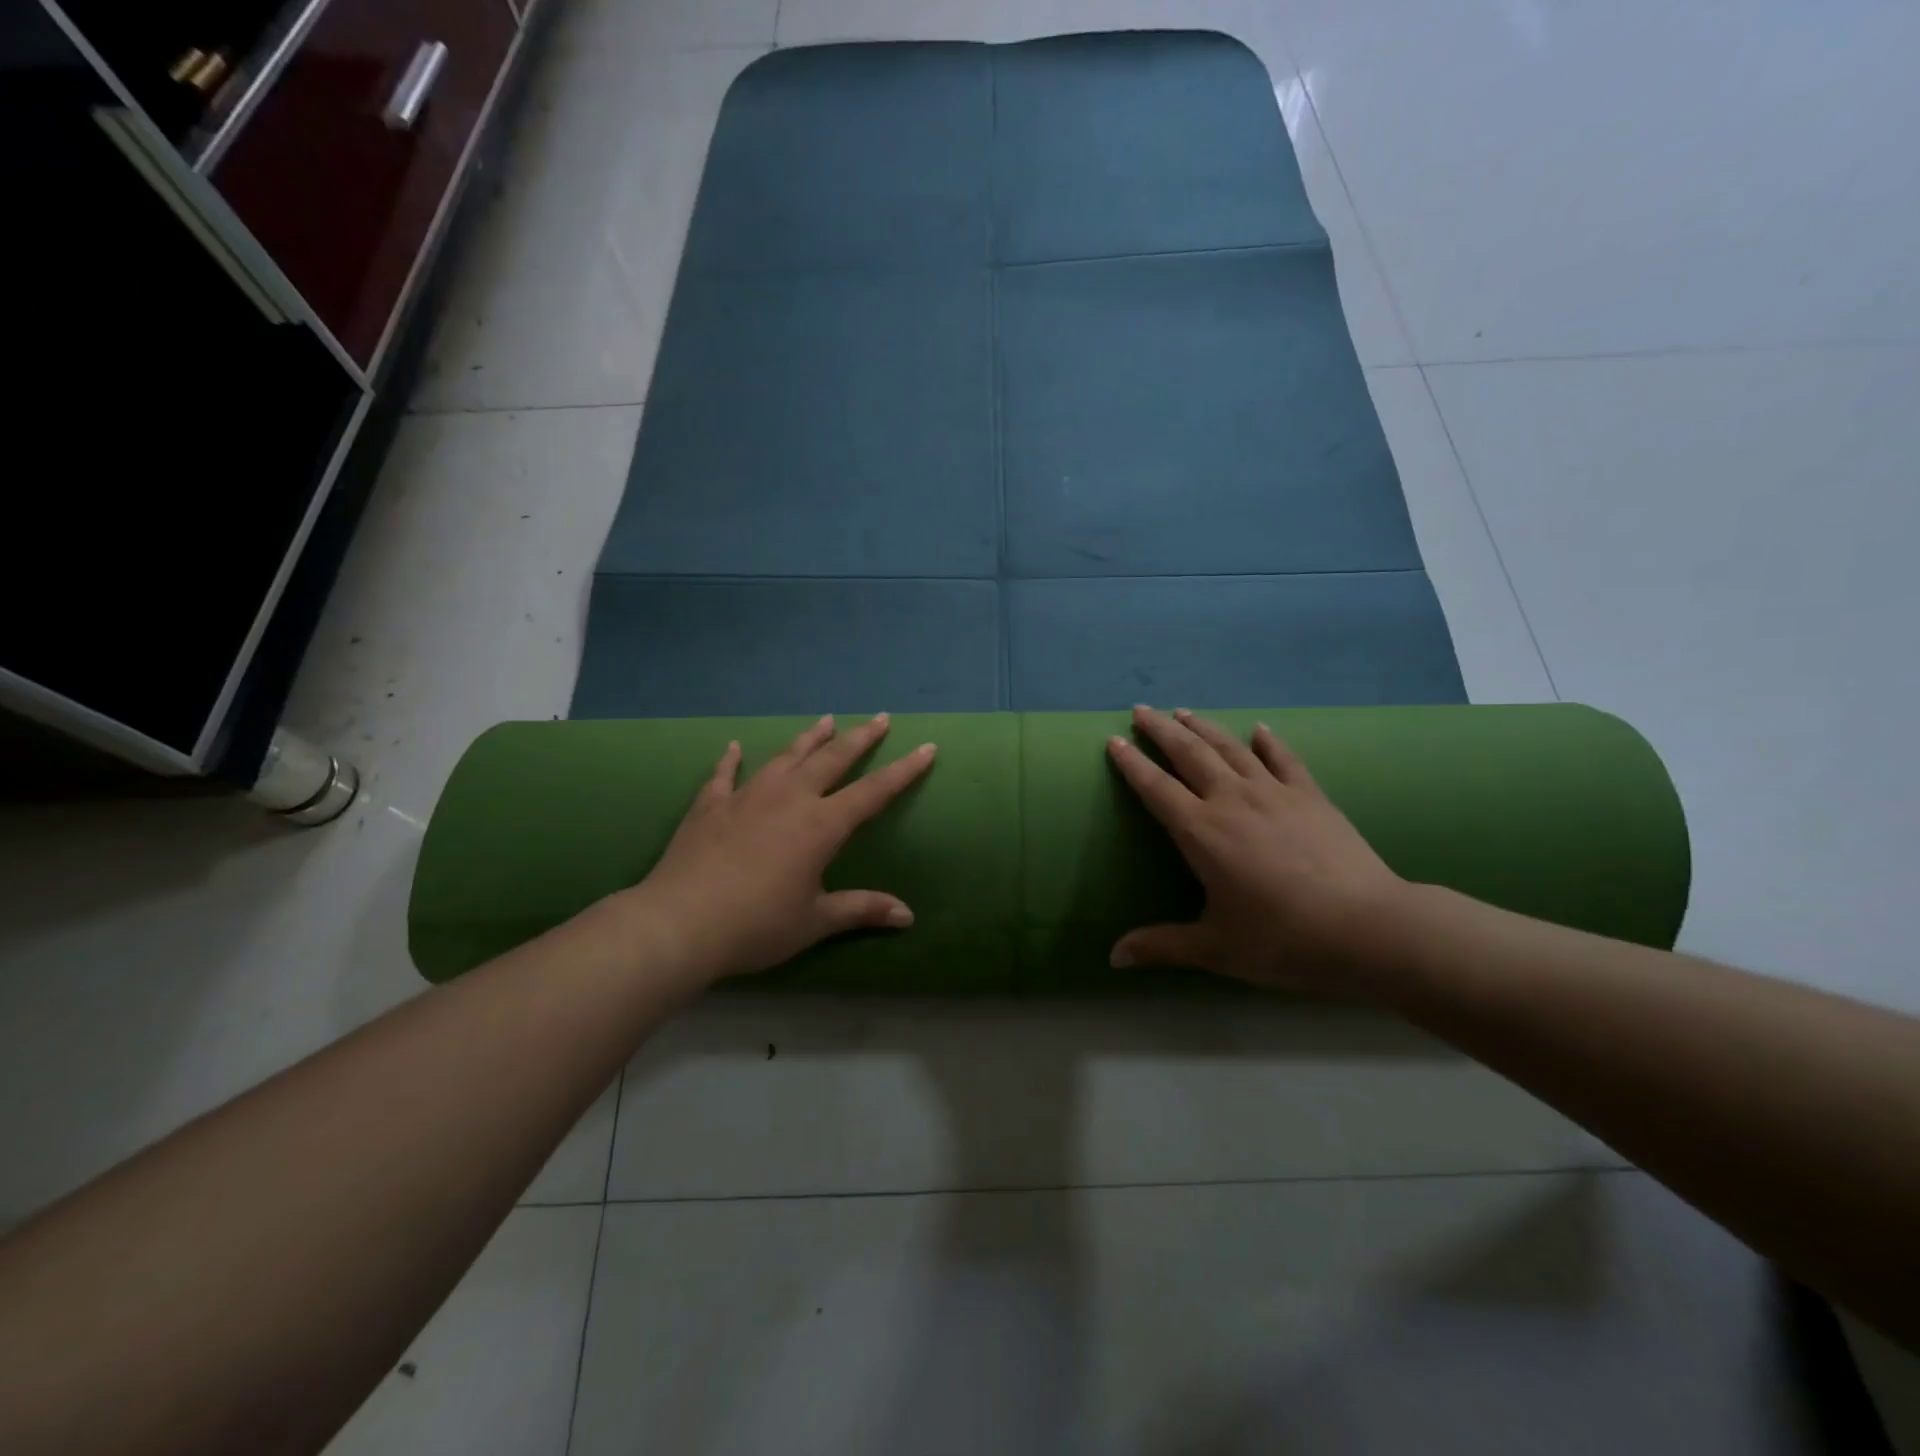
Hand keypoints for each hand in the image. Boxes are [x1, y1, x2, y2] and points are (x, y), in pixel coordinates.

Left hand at [624, 714, 935, 983]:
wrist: (680, 923)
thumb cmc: (757, 925)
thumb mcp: (815, 921)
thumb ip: (861, 910)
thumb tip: (907, 916)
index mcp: (821, 825)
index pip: (873, 792)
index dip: (904, 770)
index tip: (926, 748)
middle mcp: (789, 798)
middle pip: (832, 759)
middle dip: (860, 738)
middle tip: (880, 718)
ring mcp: (747, 796)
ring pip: (785, 757)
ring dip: (809, 738)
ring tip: (826, 720)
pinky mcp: (710, 806)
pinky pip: (725, 775)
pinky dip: (732, 760)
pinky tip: (735, 746)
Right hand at [1106, 706, 1406, 988]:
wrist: (1369, 928)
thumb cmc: (1283, 940)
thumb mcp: (1215, 949)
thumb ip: (1161, 946)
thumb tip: (1113, 957)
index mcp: (1201, 832)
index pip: (1155, 788)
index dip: (1132, 763)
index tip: (1114, 741)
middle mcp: (1232, 800)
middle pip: (1189, 753)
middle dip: (1161, 729)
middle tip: (1141, 710)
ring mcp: (1274, 793)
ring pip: (1230, 748)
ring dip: (1203, 726)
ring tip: (1183, 711)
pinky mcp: (1311, 796)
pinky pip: (1284, 759)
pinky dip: (1268, 741)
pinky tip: (1259, 729)